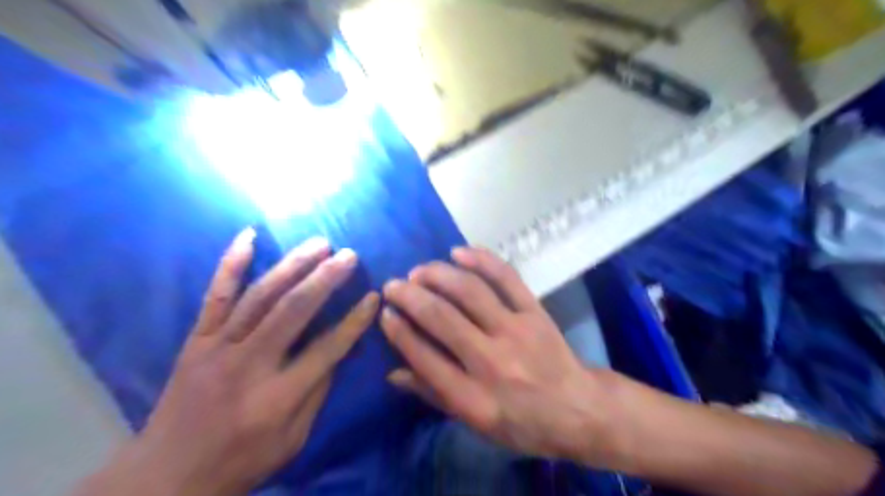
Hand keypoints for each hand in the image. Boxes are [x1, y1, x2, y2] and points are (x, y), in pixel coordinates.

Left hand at [78, 230, 378, 495]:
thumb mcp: (293, 440)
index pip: (327, 348)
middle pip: (293, 311)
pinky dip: (231, 263)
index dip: (355, 321)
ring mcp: (217, 347)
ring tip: (319, 244)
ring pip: (260, 296)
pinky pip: (215, 295)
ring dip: (292, 265)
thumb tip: (336, 350)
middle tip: (349, 255)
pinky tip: (249, 237)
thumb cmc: (241, 460)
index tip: (374, 296)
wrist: (165, 477)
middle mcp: (248, 365)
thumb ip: (317, 392)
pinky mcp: (195, 340)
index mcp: (278, 396)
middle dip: (325, 279)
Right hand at [381, 249, 620, 466]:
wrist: (578, 409)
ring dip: (439, 275)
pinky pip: (506, 278)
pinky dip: (482, 260)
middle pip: (442, 318)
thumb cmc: (523, 423)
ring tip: (419, 271)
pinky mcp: (535, 311)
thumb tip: (393, 373)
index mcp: (474, 398)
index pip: (425, 358)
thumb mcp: (477, 424)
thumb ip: (434, 395)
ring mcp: (516, 331)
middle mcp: (492, 361)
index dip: (399, 332)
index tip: (385, 313)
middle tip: (393, 285)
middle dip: (410, 297)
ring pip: (470, 292)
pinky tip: (459, 252)